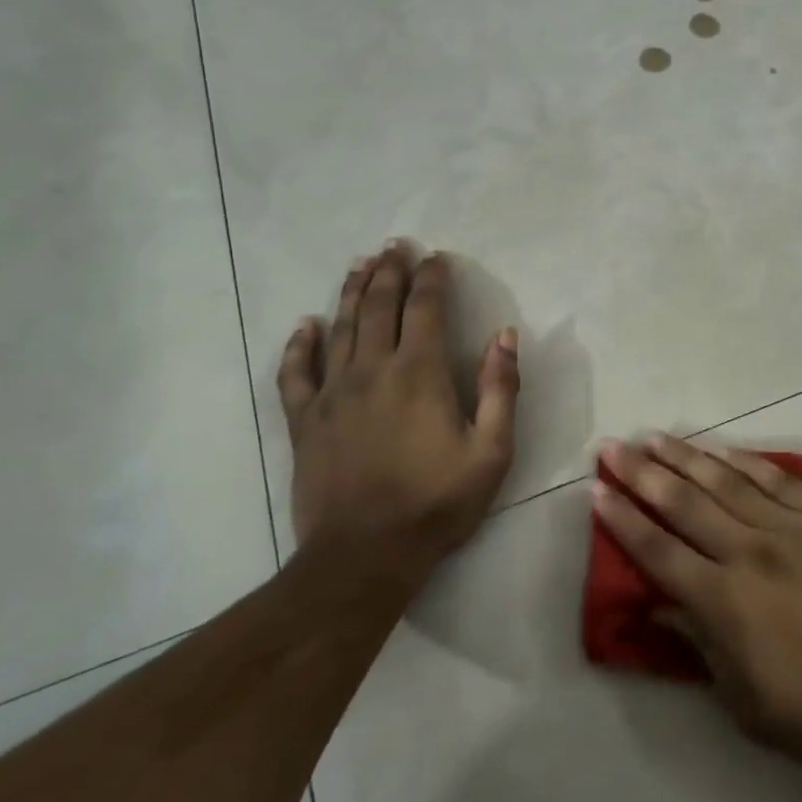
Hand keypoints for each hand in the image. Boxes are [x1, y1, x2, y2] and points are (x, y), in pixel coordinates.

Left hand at [278, 242, 519, 581]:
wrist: (364, 556)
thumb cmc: (437, 502)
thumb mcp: (491, 451)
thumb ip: (500, 388)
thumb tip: (504, 335)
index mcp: (418, 372)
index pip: (424, 307)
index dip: (432, 277)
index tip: (437, 257)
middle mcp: (372, 369)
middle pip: (378, 305)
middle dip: (390, 271)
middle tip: (395, 245)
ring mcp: (332, 393)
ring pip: (340, 326)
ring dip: (352, 291)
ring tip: (361, 264)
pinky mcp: (305, 420)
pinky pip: (296, 372)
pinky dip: (300, 344)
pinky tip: (305, 325)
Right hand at [593, 435, 801, 778]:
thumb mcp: (749, 705)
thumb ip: (700, 647)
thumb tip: (659, 605)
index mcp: (726, 602)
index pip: (658, 552)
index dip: (622, 520)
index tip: (596, 490)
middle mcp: (750, 552)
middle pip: (683, 504)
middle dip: (641, 473)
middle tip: (612, 446)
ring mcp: (791, 528)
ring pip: (725, 481)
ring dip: (685, 457)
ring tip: (654, 436)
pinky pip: (776, 480)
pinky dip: (744, 461)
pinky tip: (721, 450)